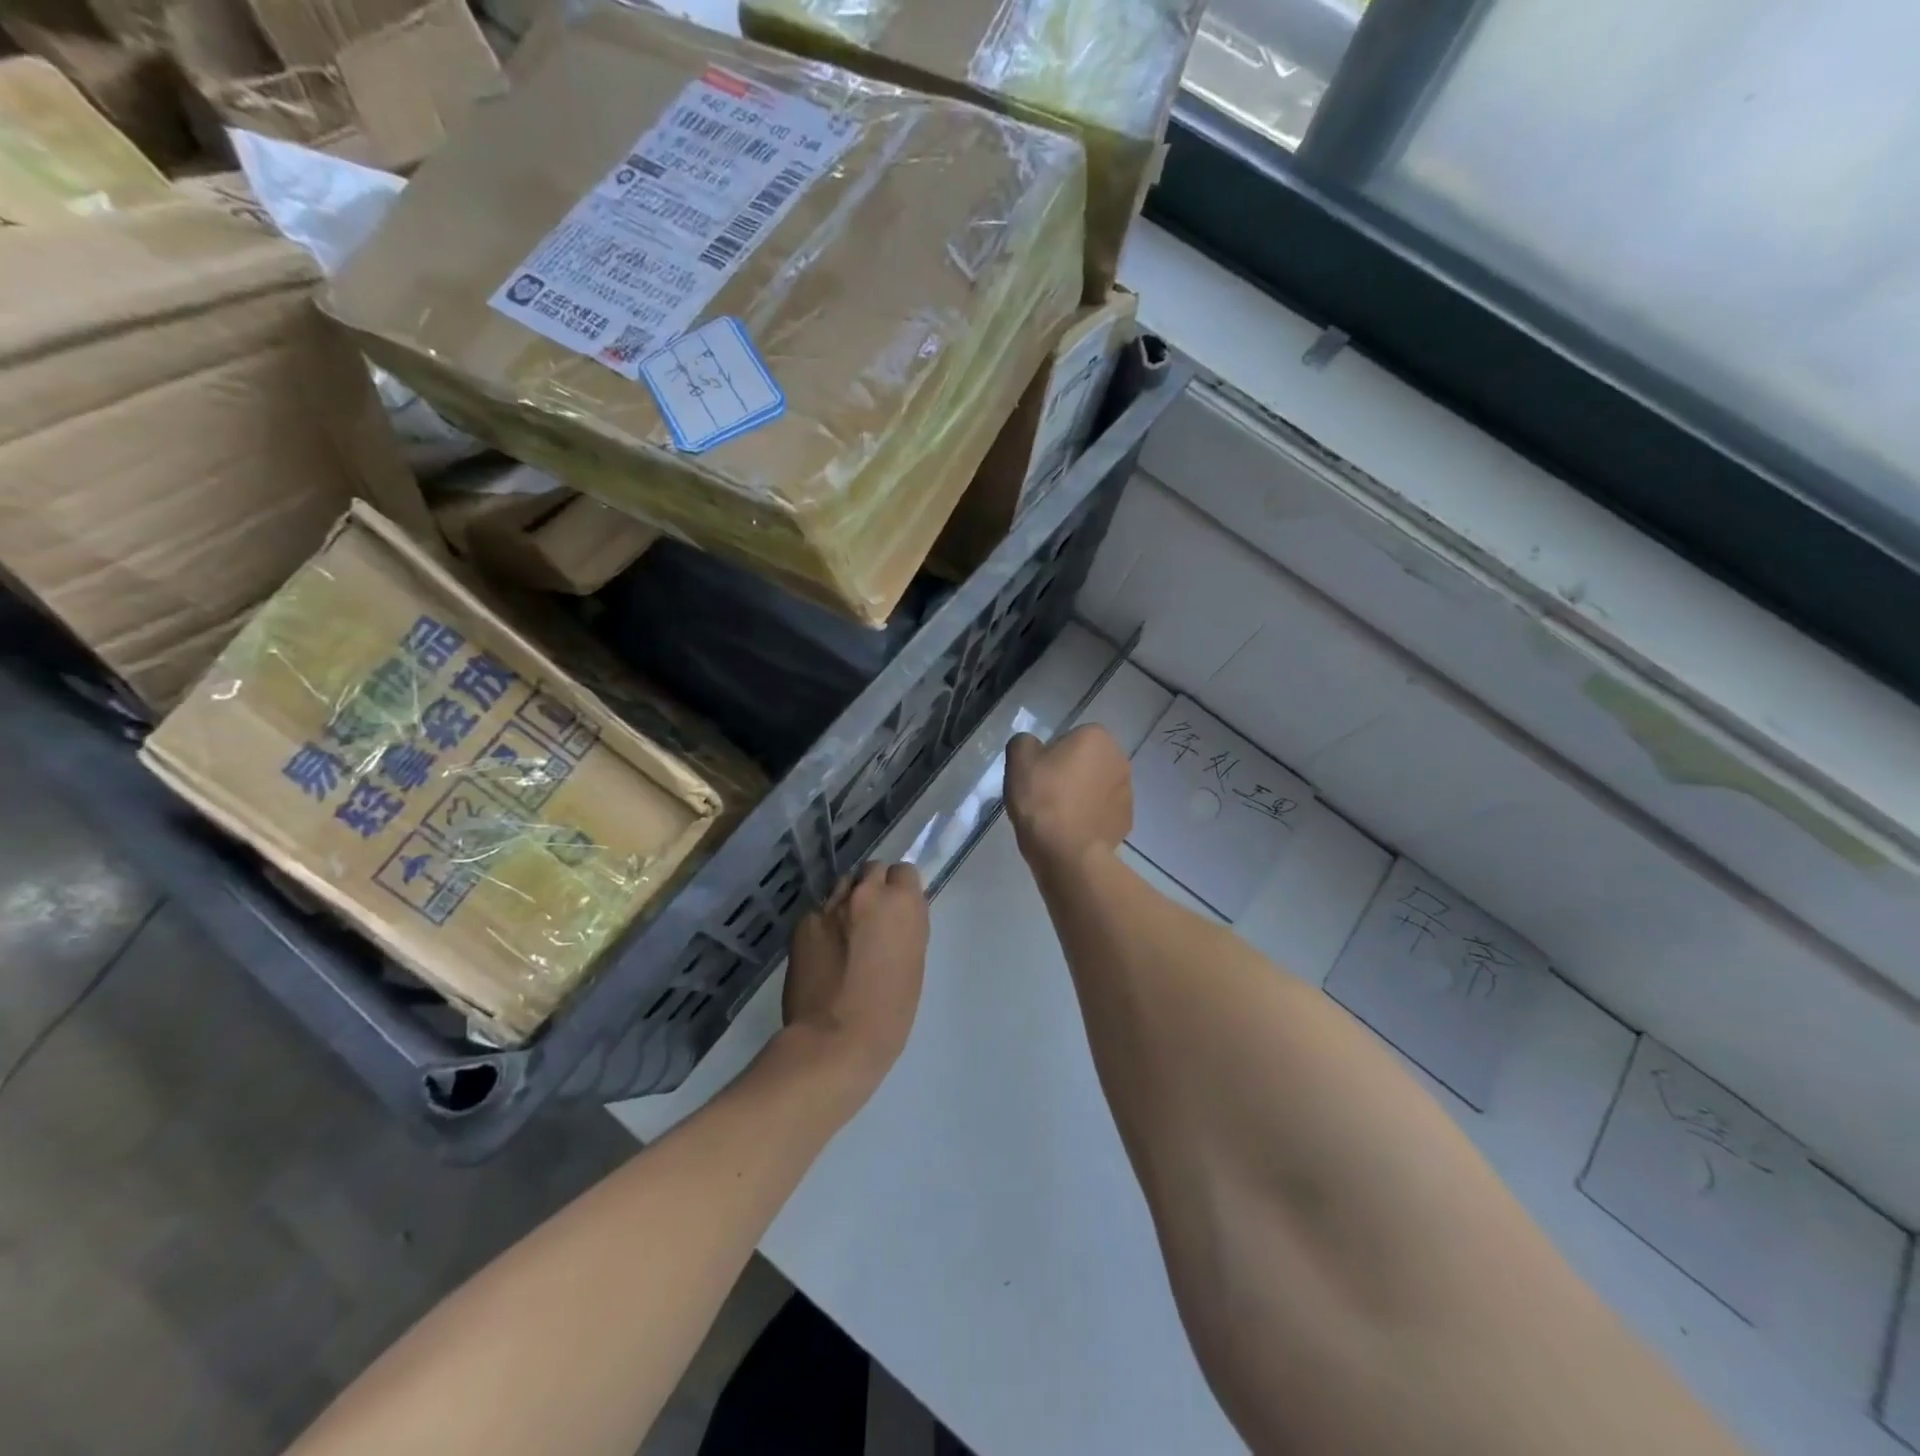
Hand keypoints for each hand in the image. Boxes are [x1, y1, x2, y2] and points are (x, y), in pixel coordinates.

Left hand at [781, 861, 928, 1105]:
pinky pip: (818, 912)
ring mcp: (832, 906)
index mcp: (903, 904)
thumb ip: (903, 929)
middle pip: (872, 869)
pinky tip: (821, 952)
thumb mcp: (913, 964)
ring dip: (847, 901)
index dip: (900, 889)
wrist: (834, 1040)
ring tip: (844, 931)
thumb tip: (892, 920)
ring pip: (843, 886)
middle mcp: (868, 894)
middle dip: (873, 888)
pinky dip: (822, 925)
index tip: (896, 909)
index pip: (904, 871)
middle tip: (870, 918)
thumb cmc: (889, 1013)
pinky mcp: (804, 923)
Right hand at [1005, 725, 1132, 868]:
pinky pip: (1103, 811)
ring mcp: (1128, 791)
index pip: (1070, 737)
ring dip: (1083, 795)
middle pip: (1088, 761)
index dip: (1051, 754)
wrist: (1067, 851)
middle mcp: (1119, 758)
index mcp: (1096, 737)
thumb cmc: (1043, 798)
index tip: (1038, 774)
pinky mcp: (1127, 820)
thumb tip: (1033, 746)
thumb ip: (1024, 742)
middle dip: (1071, 773)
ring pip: (1097, 786)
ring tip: (1058, 816)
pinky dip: (1091, 817)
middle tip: (1046, 793)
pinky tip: (1073, 830)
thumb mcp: (1019, 759)